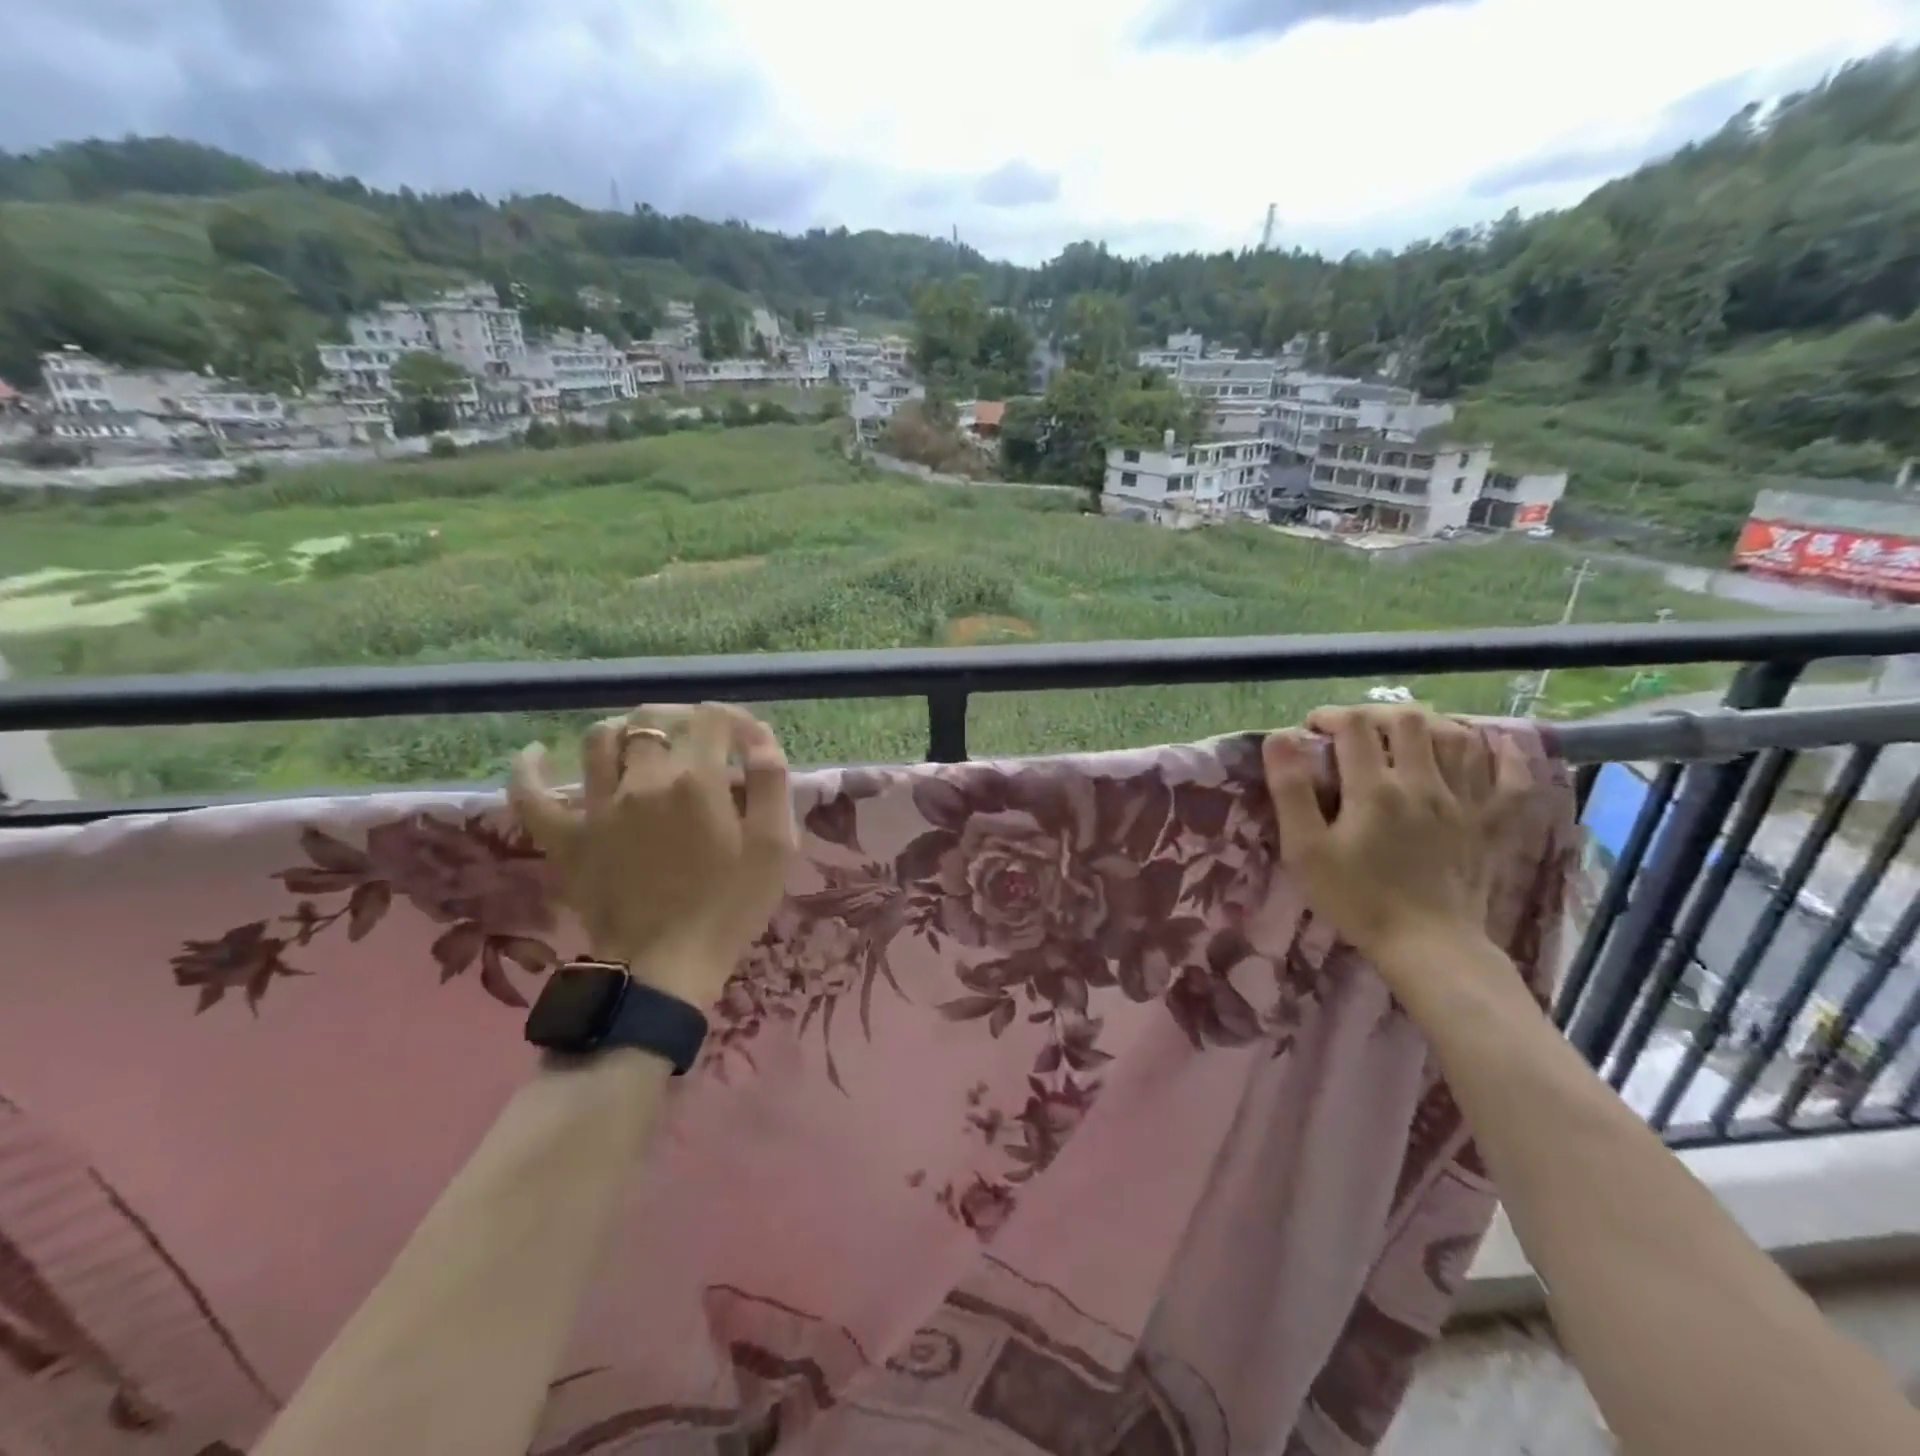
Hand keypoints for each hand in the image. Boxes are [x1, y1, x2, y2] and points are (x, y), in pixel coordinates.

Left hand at [509, 703, 794, 1007]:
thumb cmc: (731, 906)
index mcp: (697, 781)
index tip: (744, 738)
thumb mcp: (774, 846)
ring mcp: (598, 808)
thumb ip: (770, 782)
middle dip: (681, 718)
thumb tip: (757, 736)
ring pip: (598, 741)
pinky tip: (535, 753)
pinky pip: (532, 794)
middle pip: (653, 720)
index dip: (732, 717)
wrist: (668, 966)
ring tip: (640, 744)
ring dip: (622, 730)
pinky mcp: (565, 838)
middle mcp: (644, 780)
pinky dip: (529, 768)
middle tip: (698, 739)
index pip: (712, 719)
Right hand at [1262, 704, 1529, 973]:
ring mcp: (1465, 801)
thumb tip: (1279, 737)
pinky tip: (1484, 744)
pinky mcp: (1493, 822)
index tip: (1313, 728)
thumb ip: (1290, 791)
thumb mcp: (1305, 850)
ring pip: (1457, 736)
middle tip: (1355, 729)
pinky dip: (1499, 752)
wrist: (1427, 946)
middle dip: (1376, 714)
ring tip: (1405, 734)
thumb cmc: (1356, 899)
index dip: (1331, 716)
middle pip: (1408, 720)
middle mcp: (1424, 783)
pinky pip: (1510, 774)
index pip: (1354, 726)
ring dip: (1427, 724)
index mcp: (1375, 789)